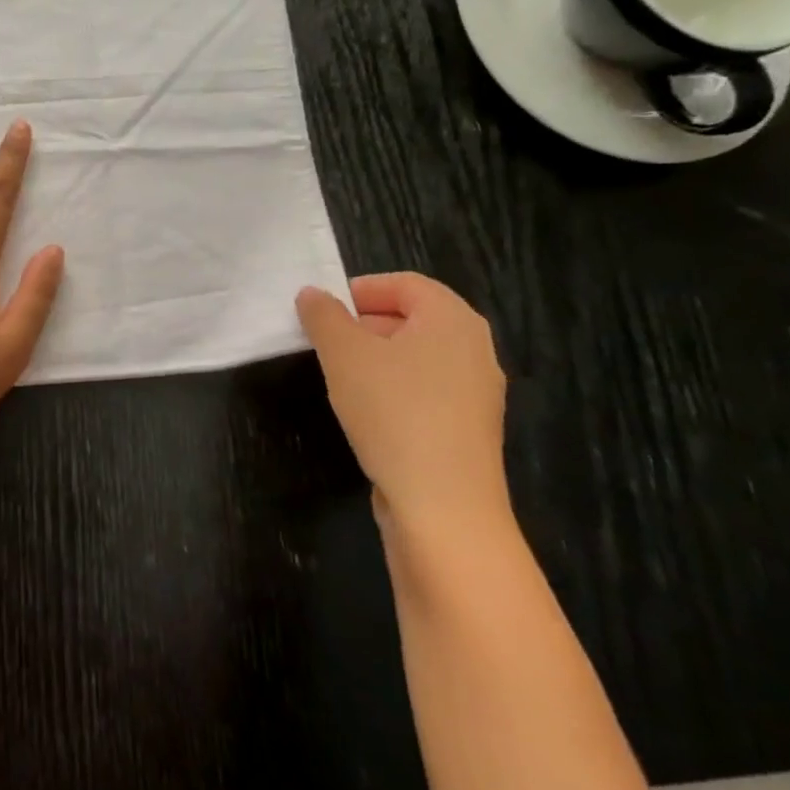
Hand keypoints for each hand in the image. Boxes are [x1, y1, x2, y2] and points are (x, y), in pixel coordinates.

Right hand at [296, 273, 508, 531]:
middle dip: (364, 323)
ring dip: (376, 358)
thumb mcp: (344, 354)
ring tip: (339, 376)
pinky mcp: (469, 429)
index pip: (405, 283)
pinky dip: (394, 389)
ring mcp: (477, 392)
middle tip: (324, 341)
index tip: (322, 310)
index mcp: (452, 319)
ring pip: (418, 357)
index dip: (360, 289)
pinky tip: (367, 412)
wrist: (443, 506)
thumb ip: (324, 316)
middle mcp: (474, 349)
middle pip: (413, 318)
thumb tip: (312, 295)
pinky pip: (426, 390)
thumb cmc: (393, 412)